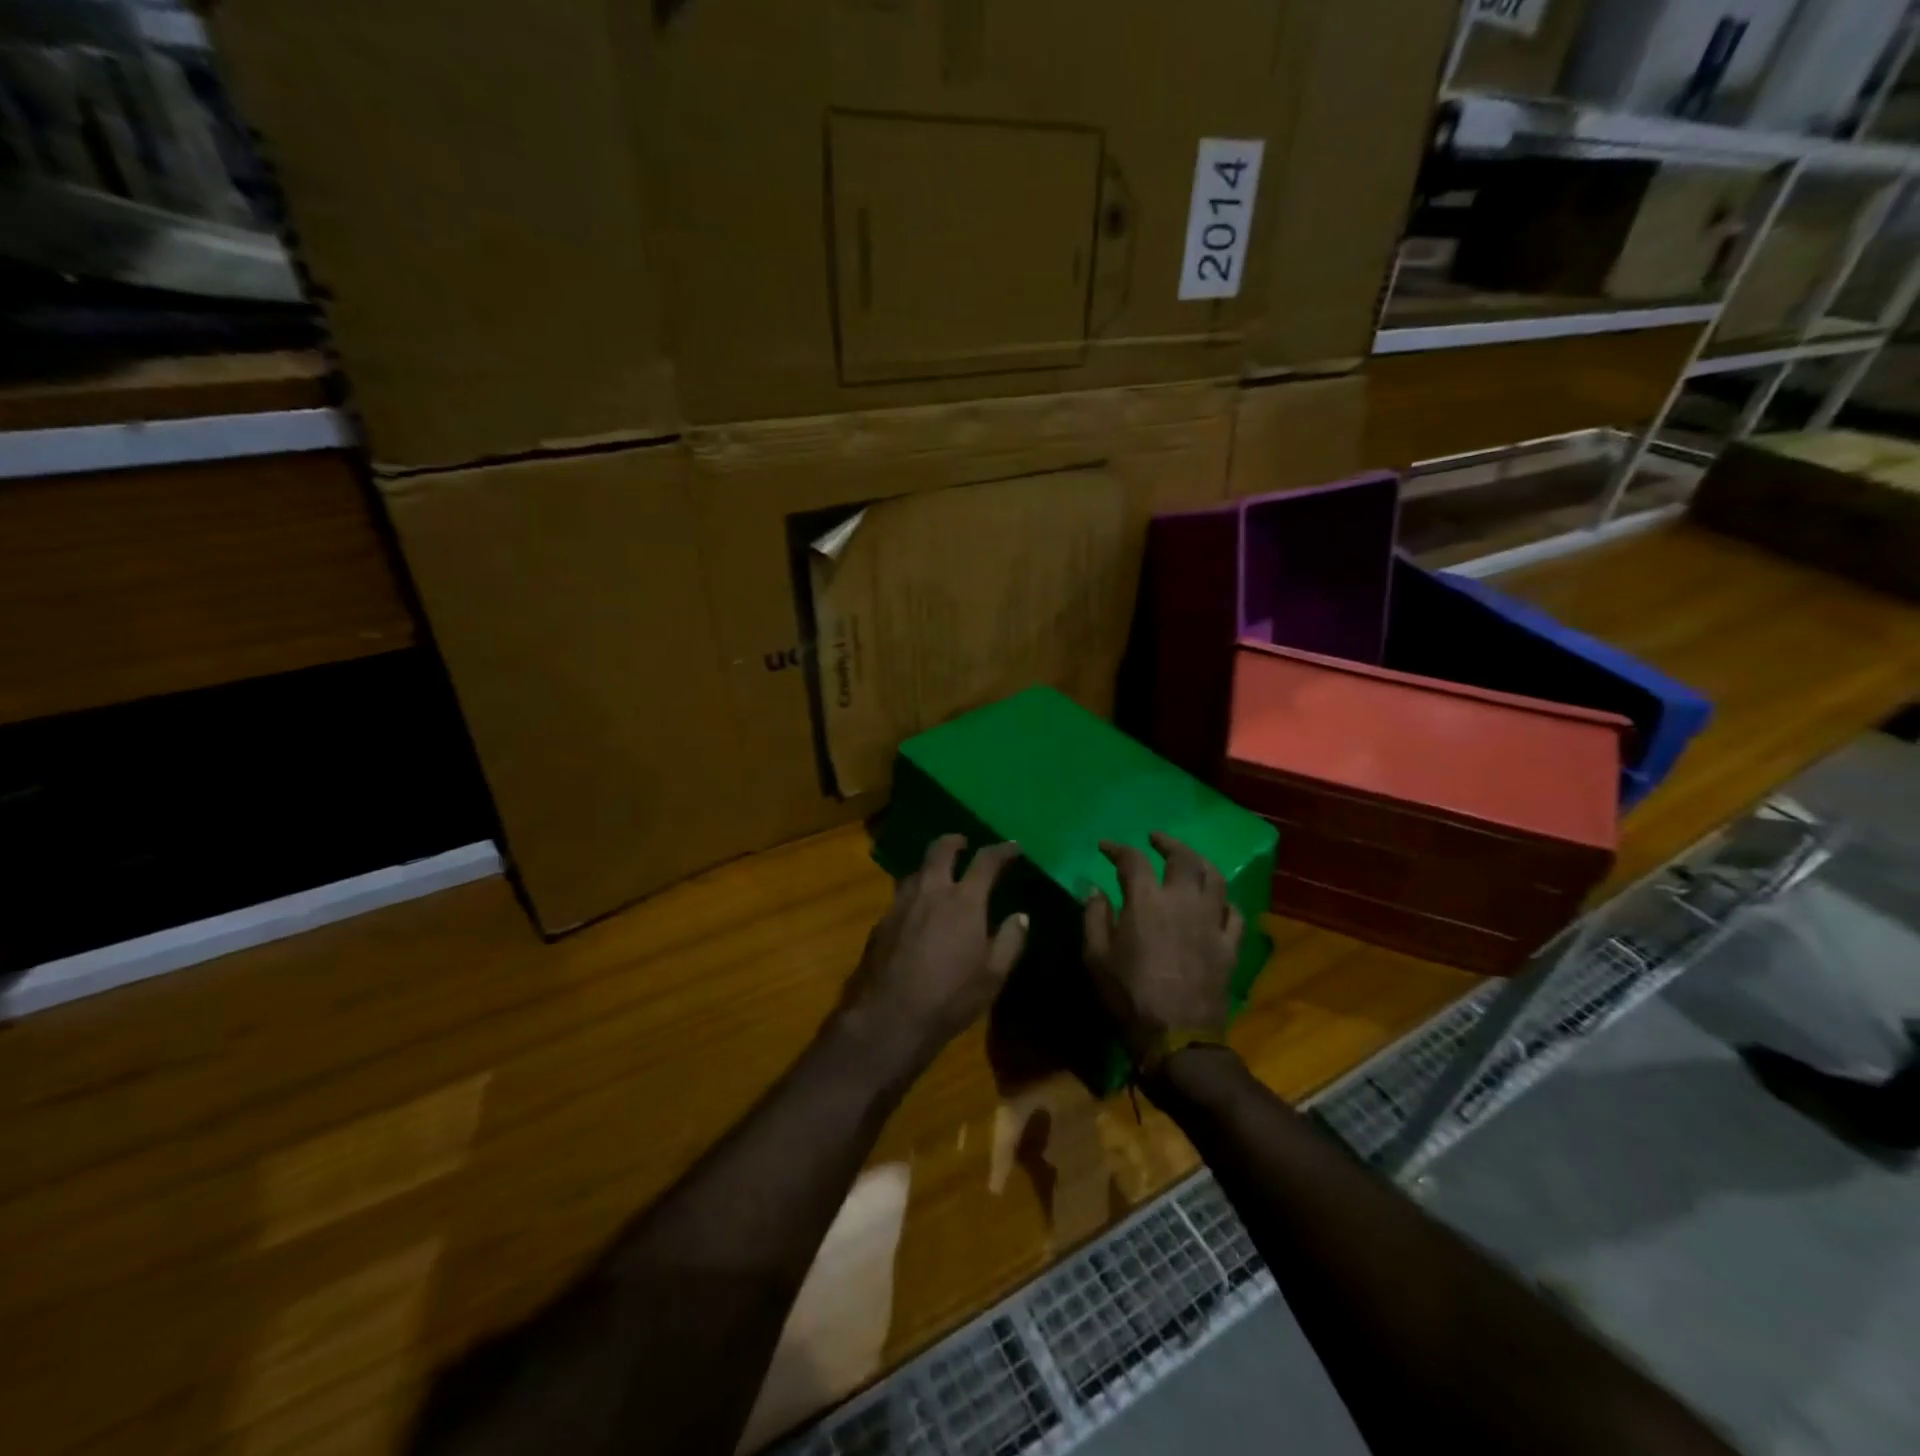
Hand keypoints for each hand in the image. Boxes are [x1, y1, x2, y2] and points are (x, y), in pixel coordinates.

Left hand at [837, 835, 1028, 1074]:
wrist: (888, 1017)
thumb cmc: (949, 997)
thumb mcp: (992, 976)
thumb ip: (1010, 940)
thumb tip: (1021, 916)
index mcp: (963, 901)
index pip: (986, 861)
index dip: (1002, 850)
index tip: (1012, 847)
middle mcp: (930, 892)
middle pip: (940, 850)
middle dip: (954, 841)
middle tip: (964, 843)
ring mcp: (900, 904)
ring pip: (916, 871)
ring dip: (931, 866)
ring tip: (940, 876)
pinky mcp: (881, 922)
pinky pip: (901, 896)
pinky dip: (915, 894)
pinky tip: (917, 912)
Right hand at [1082, 832, 1244, 1061]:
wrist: (1176, 1038)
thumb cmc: (1128, 997)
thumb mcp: (1096, 958)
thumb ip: (1094, 918)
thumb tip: (1095, 889)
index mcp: (1146, 901)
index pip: (1133, 860)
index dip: (1117, 848)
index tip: (1105, 846)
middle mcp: (1183, 901)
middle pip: (1182, 858)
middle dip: (1167, 843)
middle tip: (1155, 840)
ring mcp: (1211, 922)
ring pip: (1214, 878)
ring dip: (1200, 862)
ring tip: (1189, 860)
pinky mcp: (1229, 946)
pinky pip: (1234, 914)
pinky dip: (1224, 902)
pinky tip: (1216, 903)